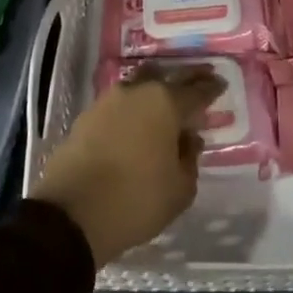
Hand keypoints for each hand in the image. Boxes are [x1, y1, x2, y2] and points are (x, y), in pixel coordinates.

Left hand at [30, 64, 222, 266]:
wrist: (71, 214)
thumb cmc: (136, 200)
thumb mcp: (179, 190)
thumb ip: (189, 160)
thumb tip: (188, 140)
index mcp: (166, 103)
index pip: (196, 91)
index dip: (211, 88)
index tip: (220, 84)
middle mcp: (138, 92)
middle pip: (166, 77)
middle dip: (184, 79)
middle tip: (198, 80)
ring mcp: (108, 101)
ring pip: (139, 87)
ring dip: (154, 92)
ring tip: (164, 104)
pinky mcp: (86, 117)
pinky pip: (118, 105)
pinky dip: (131, 110)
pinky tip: (135, 123)